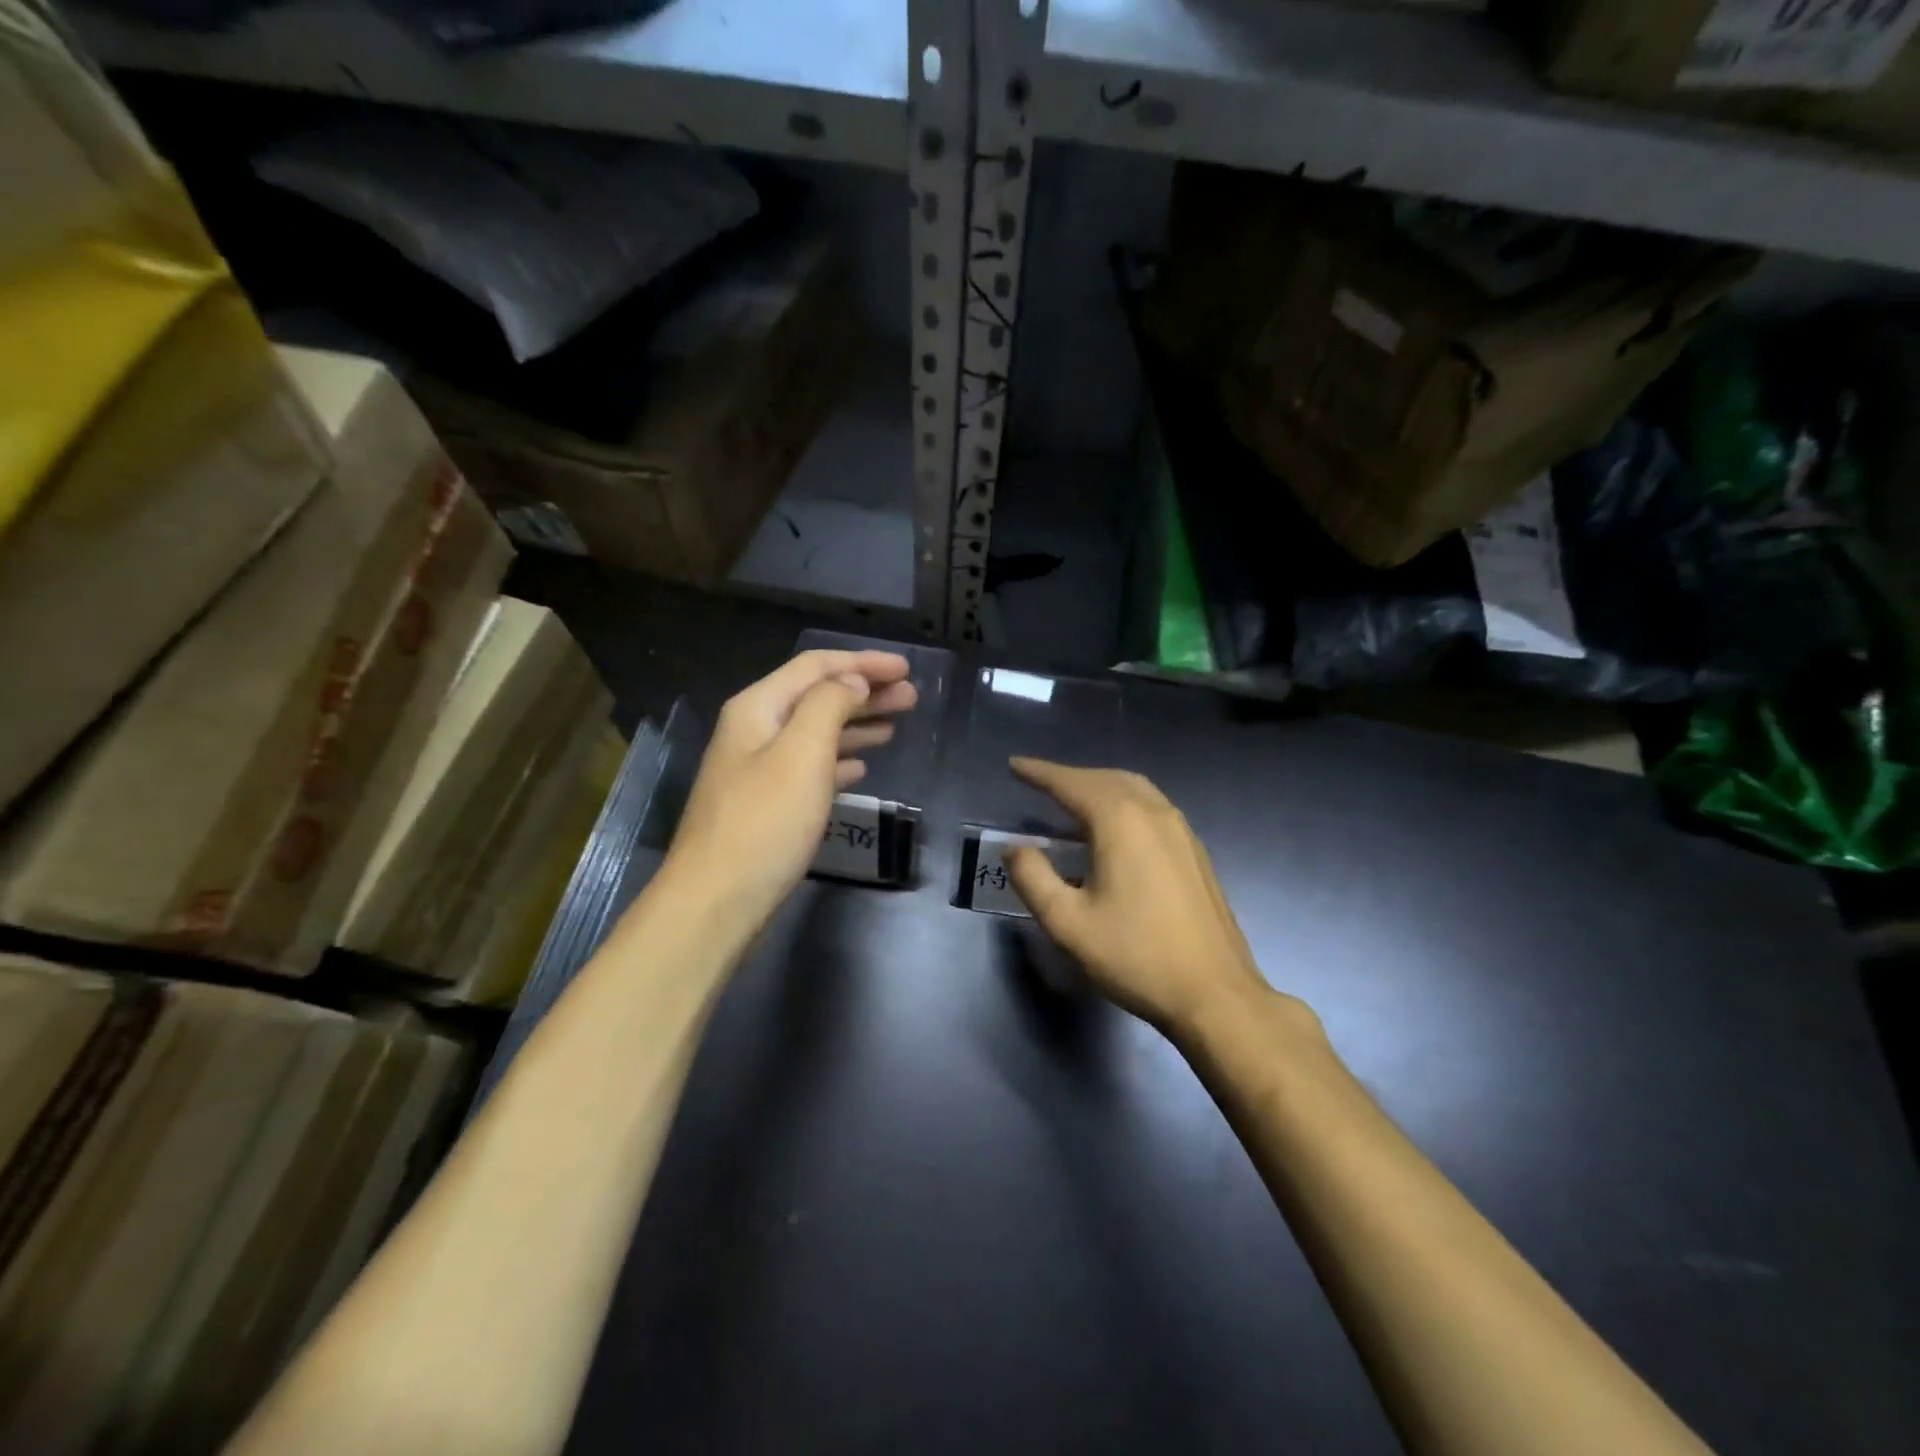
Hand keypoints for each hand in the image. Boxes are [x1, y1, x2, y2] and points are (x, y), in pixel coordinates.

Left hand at [665, 649, 917, 926]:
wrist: (717, 900)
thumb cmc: (765, 822)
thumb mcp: (801, 754)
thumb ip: (829, 706)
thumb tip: (852, 680)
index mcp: (757, 708)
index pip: (815, 667)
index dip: (862, 663)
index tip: (906, 668)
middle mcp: (755, 731)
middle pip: (816, 697)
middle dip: (865, 692)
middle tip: (912, 697)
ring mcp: (758, 769)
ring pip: (816, 733)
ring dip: (856, 724)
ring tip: (896, 725)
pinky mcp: (767, 804)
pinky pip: (810, 768)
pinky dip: (838, 761)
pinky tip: (860, 768)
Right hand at [1006, 759, 1278, 1036]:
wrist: (1215, 994)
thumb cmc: (1135, 956)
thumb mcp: (1068, 923)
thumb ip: (1033, 878)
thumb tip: (1016, 848)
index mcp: (1121, 821)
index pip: (1071, 784)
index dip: (1039, 773)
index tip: (1014, 765)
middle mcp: (1154, 813)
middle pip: (1105, 778)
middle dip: (1069, 776)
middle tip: (1038, 782)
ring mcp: (1181, 830)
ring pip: (1134, 789)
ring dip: (1098, 786)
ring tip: (1071, 800)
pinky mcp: (1194, 851)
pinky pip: (1152, 808)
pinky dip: (1122, 803)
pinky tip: (1113, 830)